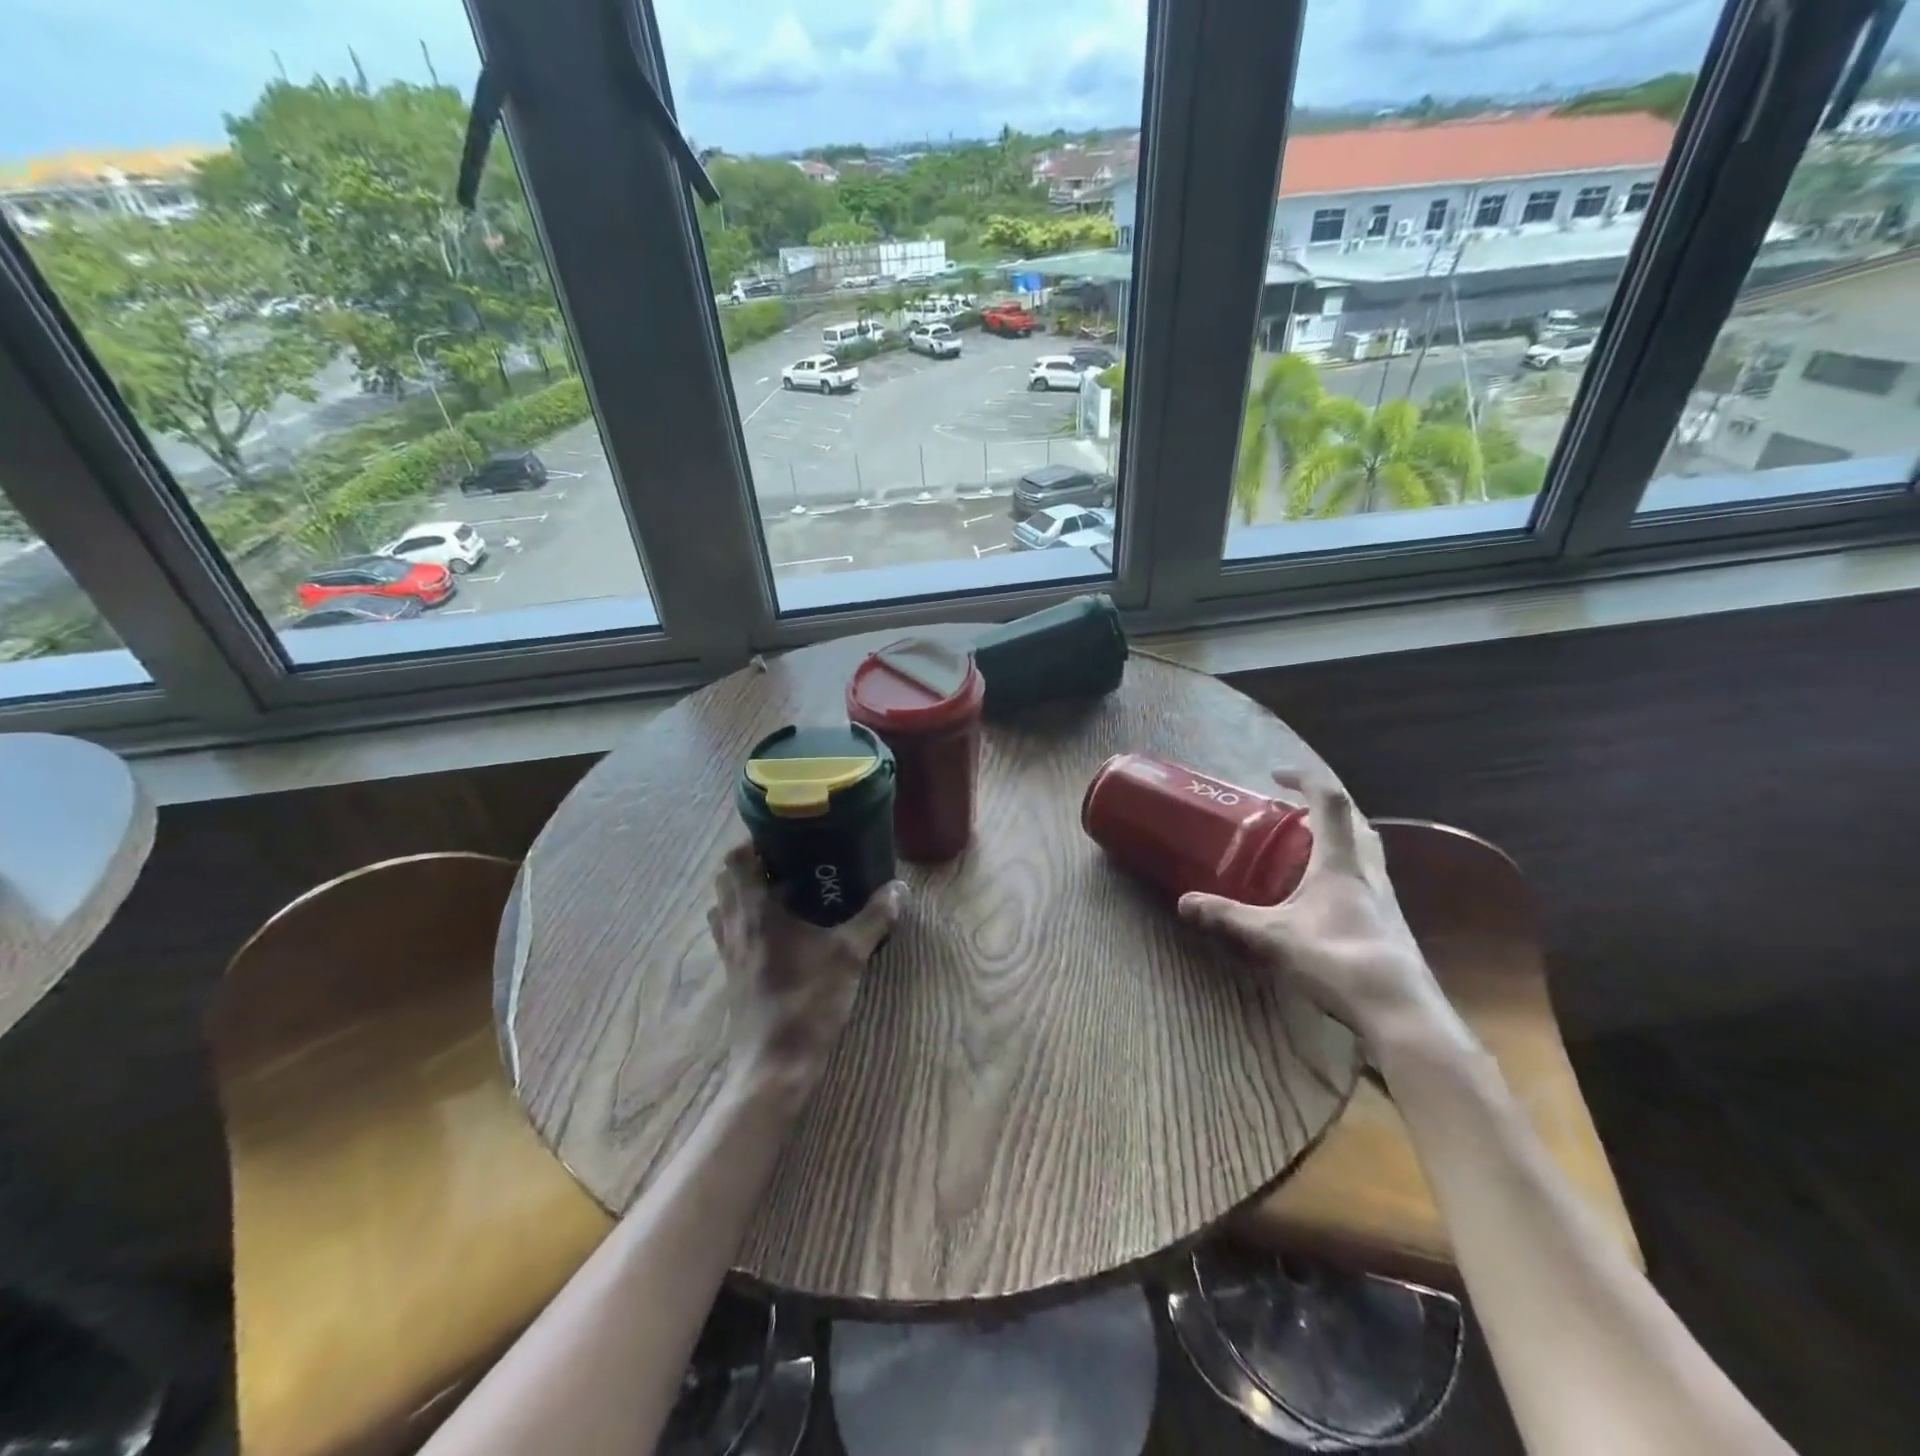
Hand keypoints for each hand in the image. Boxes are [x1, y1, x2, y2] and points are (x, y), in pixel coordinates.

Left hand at [708, 844, 904, 1089]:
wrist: (773, 1067)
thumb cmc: (807, 1003)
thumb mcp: (848, 957)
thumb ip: (874, 918)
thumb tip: (898, 888)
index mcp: (756, 911)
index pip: (736, 858)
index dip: (752, 839)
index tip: (782, 831)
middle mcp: (734, 924)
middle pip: (727, 877)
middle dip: (751, 861)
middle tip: (788, 856)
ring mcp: (728, 951)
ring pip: (724, 904)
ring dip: (744, 889)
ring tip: (780, 886)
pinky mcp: (731, 973)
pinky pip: (729, 930)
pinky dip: (743, 918)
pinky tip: (776, 928)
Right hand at [1178, 767, 1446, 1049]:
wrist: (1399, 1009)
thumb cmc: (1336, 959)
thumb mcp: (1272, 937)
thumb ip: (1228, 917)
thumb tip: (1184, 903)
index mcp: (1340, 862)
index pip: (1330, 802)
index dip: (1304, 780)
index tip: (1276, 777)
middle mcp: (1368, 870)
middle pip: (1355, 820)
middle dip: (1323, 807)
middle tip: (1291, 813)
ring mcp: (1385, 897)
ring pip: (1366, 848)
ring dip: (1339, 835)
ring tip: (1305, 847)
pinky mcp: (1390, 921)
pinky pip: (1368, 876)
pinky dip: (1345, 867)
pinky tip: (1324, 895)